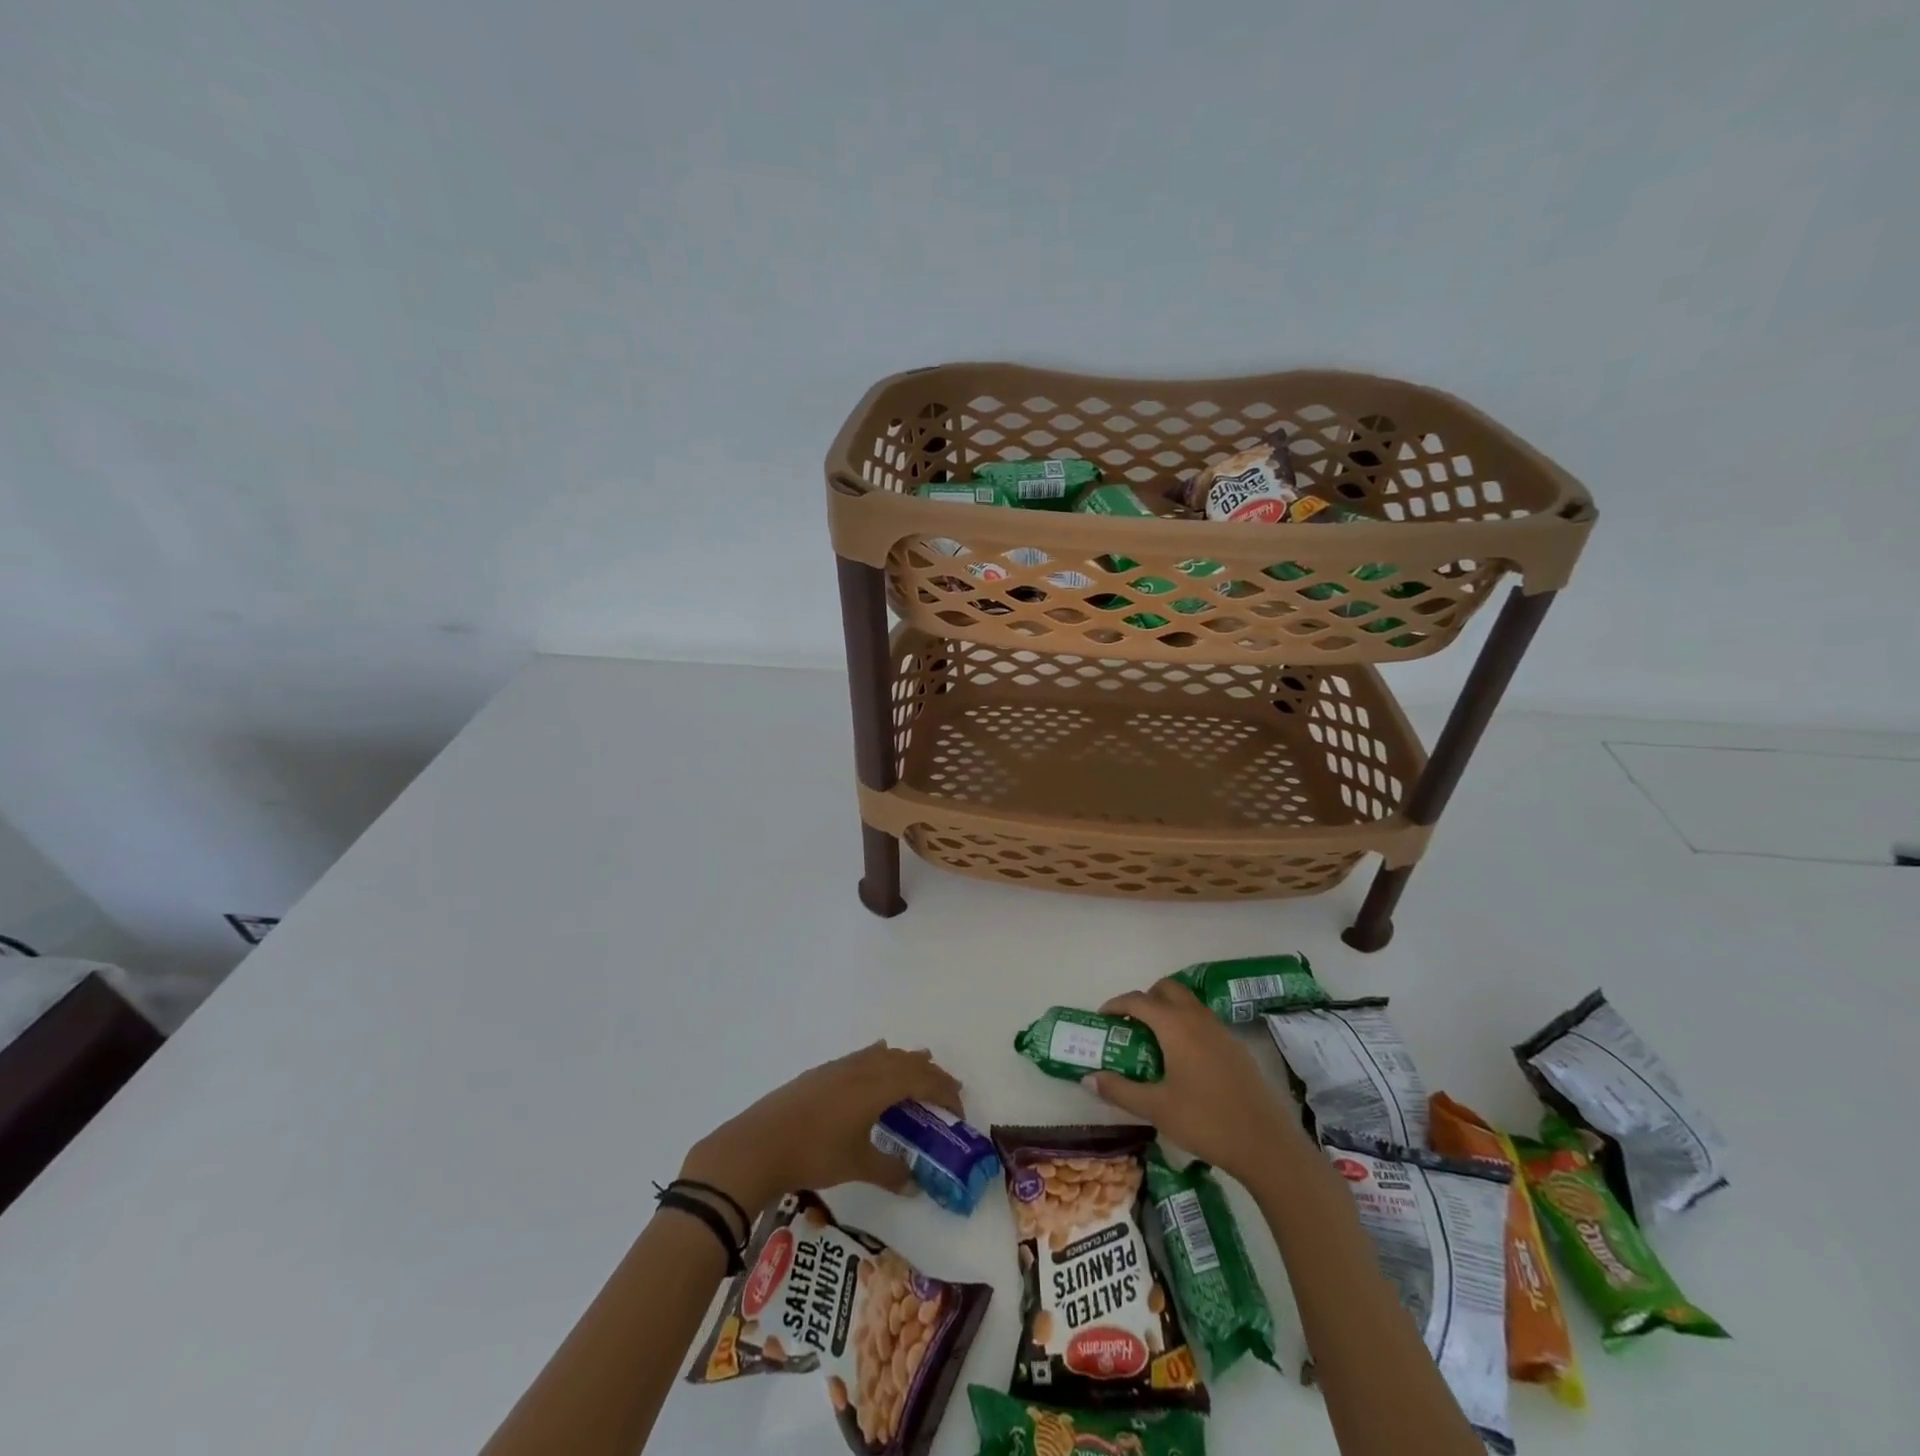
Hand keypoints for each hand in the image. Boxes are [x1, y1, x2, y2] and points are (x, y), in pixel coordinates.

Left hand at [679, 1042, 963, 1218]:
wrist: (758, 1143)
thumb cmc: (812, 1153)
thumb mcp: (856, 1165)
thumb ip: (890, 1172)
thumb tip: (915, 1184)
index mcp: (877, 1086)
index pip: (922, 1080)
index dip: (945, 1092)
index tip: (958, 1111)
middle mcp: (863, 1067)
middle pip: (907, 1061)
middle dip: (931, 1074)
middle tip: (948, 1093)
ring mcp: (841, 1066)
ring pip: (885, 1055)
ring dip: (906, 1063)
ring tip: (920, 1072)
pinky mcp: (823, 1072)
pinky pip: (864, 1056)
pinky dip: (881, 1058)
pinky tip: (878, 1057)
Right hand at [1085, 979, 1306, 1182]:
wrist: (1266, 1144)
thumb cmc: (1205, 1120)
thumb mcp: (1155, 1108)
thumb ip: (1119, 1090)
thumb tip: (1089, 1078)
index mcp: (1175, 1025)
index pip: (1138, 1000)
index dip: (1116, 1005)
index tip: (1102, 1019)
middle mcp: (1198, 1018)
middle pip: (1167, 989)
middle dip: (1145, 999)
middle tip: (1130, 1026)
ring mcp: (1221, 1031)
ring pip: (1188, 1004)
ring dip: (1167, 1011)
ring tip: (1154, 1043)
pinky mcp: (1235, 1048)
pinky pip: (1203, 1022)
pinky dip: (1186, 1026)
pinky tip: (1184, 1062)